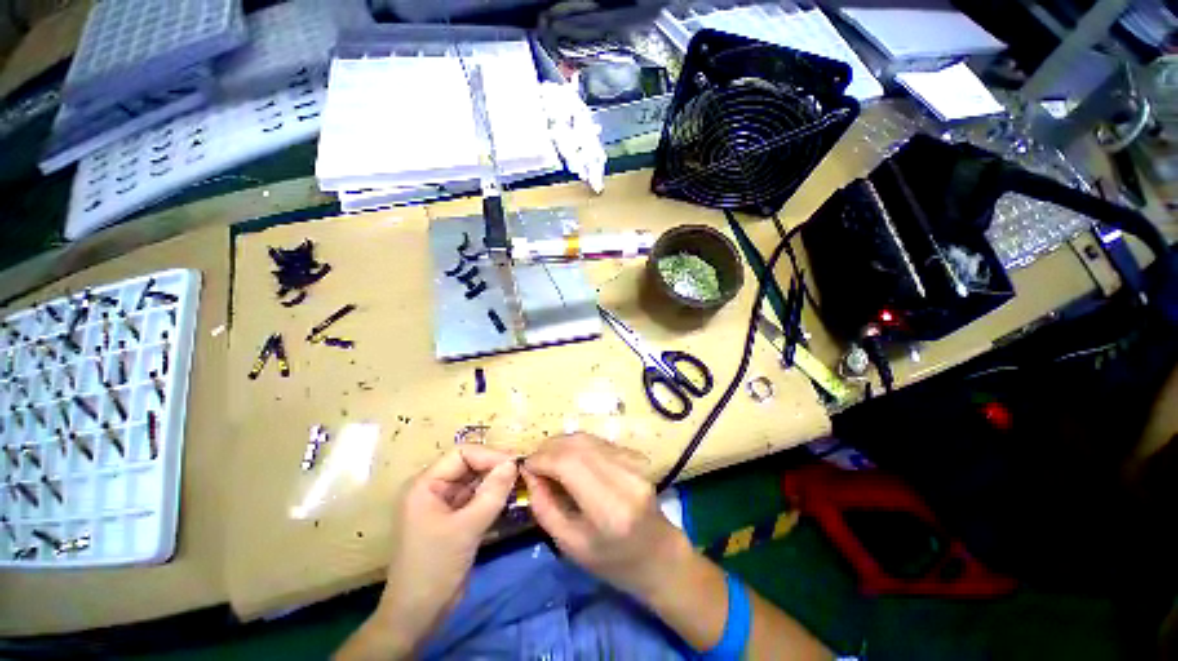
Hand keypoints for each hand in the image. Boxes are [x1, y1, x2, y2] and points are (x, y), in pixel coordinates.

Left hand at [372, 445, 518, 653]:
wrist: (418, 616)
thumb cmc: (435, 568)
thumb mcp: (466, 528)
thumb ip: (492, 493)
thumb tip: (513, 463)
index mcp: (425, 484)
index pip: (462, 454)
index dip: (489, 455)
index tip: (514, 464)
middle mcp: (433, 488)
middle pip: (468, 465)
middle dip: (494, 467)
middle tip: (521, 472)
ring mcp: (443, 504)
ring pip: (474, 481)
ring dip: (495, 481)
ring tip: (519, 483)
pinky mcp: (453, 519)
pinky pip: (475, 498)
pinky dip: (492, 496)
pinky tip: (509, 497)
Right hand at [522, 433, 690, 599]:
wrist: (658, 554)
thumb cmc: (612, 561)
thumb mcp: (570, 545)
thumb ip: (544, 507)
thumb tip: (529, 473)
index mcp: (610, 508)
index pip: (569, 463)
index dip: (543, 458)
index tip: (525, 465)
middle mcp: (625, 478)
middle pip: (578, 444)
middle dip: (549, 448)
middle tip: (535, 462)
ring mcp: (634, 463)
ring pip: (588, 438)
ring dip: (562, 444)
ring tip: (549, 460)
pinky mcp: (636, 456)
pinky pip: (599, 441)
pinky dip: (579, 446)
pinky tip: (571, 460)